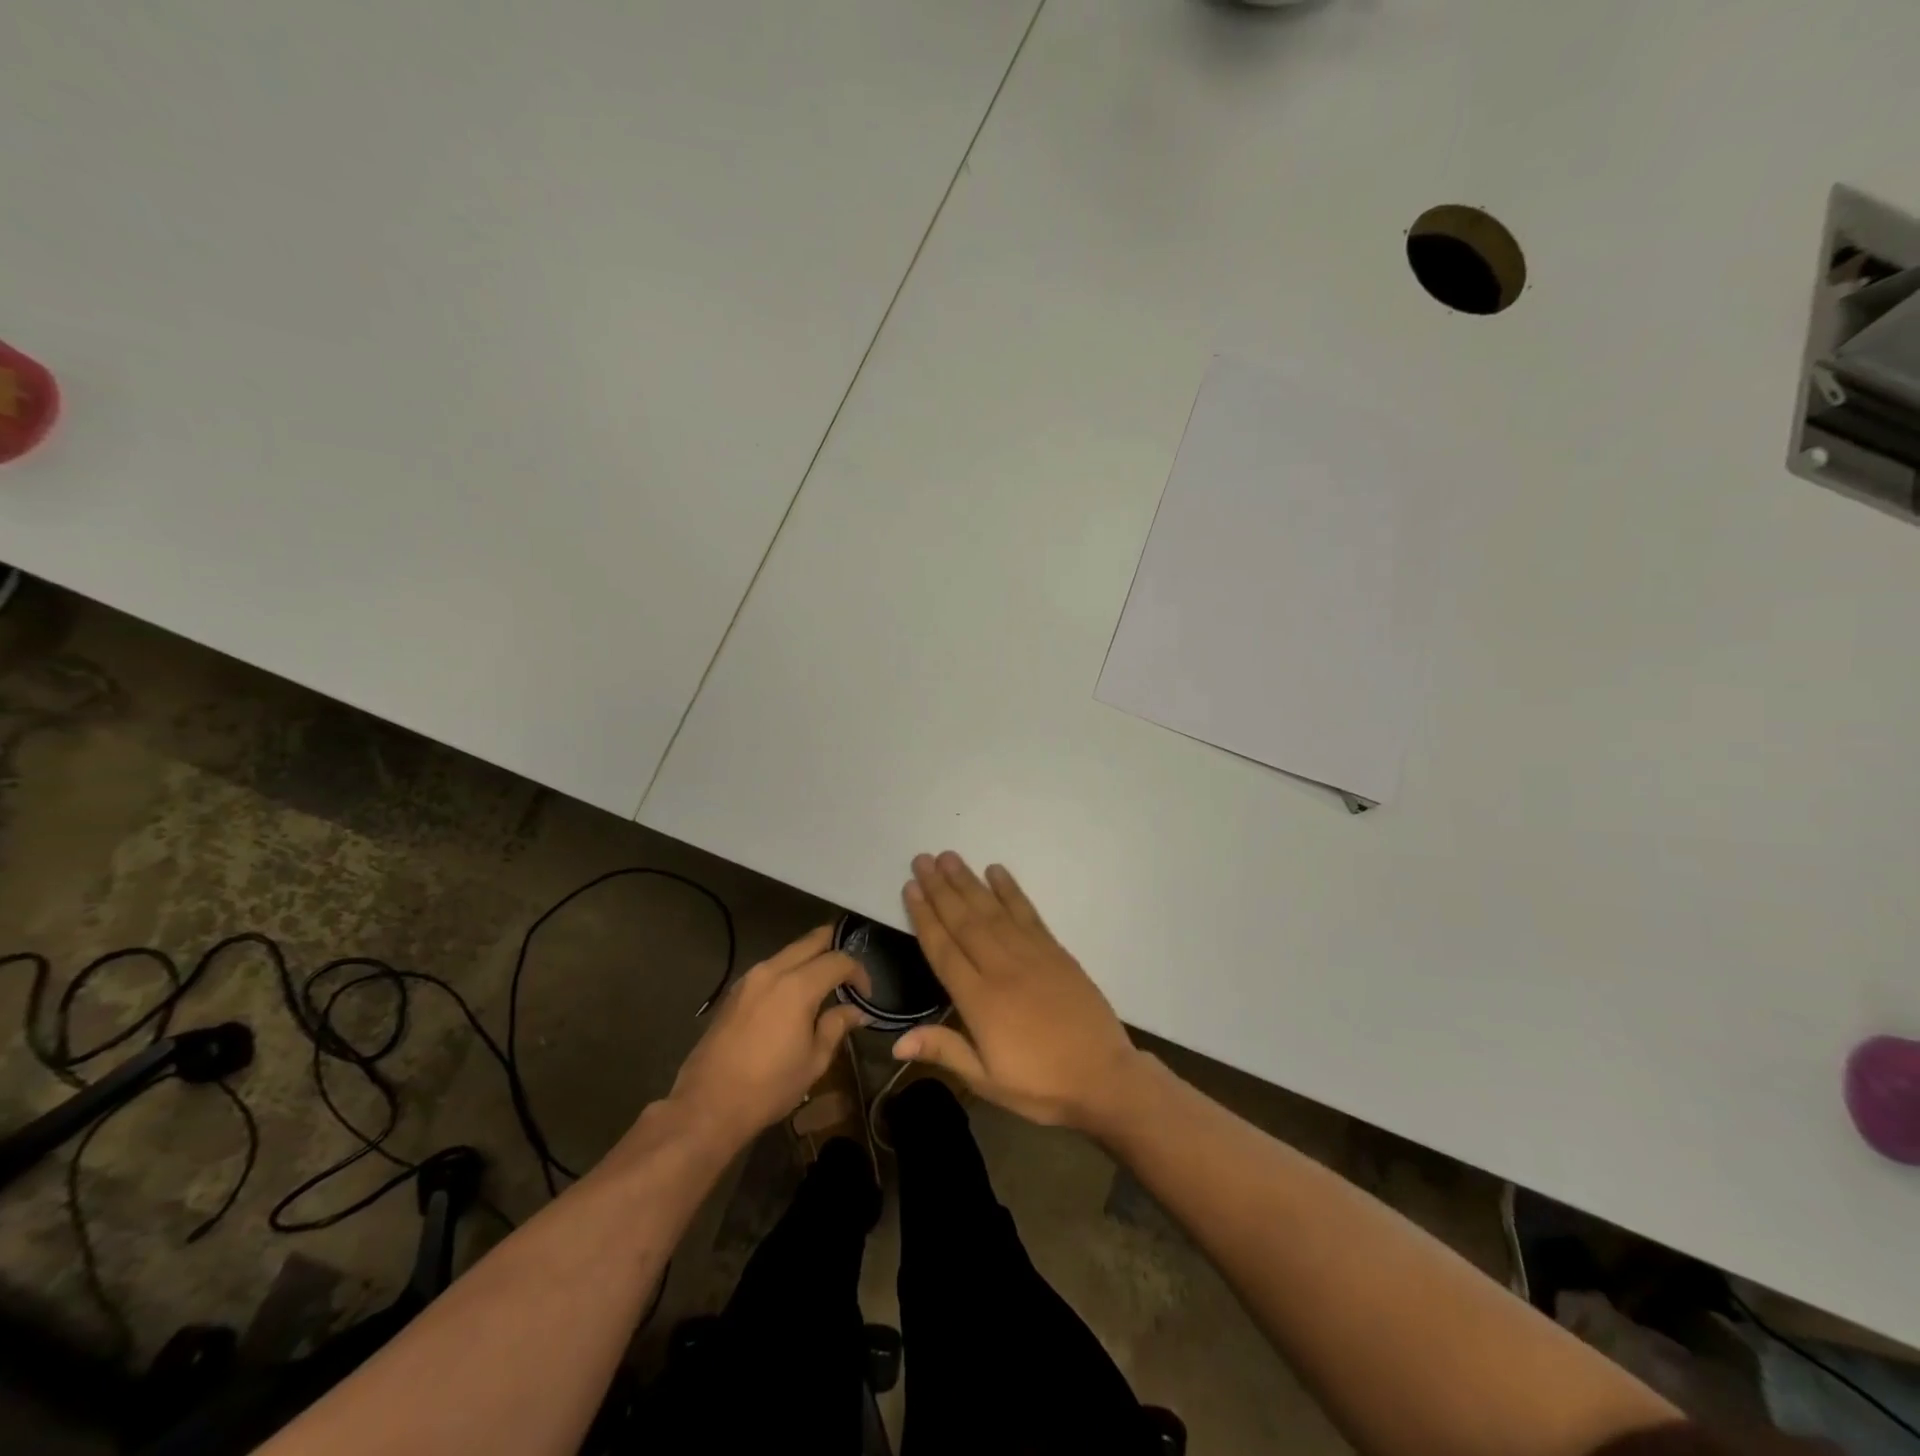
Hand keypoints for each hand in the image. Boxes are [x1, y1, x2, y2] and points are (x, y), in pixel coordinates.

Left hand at [667, 926, 869, 1149]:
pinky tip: (795, 996)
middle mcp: (773, 970)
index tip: (866, 994)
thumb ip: (837, 1026)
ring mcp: (750, 978)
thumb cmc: (769, 1086)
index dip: (859, 972)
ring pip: (790, 951)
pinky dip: (790, 971)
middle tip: (850, 973)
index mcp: (797, 986)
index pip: (838, 960)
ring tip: (825, 985)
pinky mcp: (735, 991)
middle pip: (813, 940)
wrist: (708, 1105)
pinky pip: (771, 967)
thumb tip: (855, 1010)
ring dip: (811, 959)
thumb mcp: (814, 1060)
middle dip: (836, 949)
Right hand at [894, 852, 1144, 1131]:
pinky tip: (996, 872)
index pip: (944, 949)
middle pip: (965, 921)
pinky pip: (1027, 913)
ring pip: (992, 910)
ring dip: (969, 882)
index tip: (910, 888)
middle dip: (941, 889)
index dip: (925, 917)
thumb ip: (945, 1051)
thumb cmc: (1041, 1085)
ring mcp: (1031, 955)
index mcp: (980, 1000)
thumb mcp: (987, 1080)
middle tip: (922, 860)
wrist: (1104, 1078)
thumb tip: (895, 1042)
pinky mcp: (1055, 951)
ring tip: (950, 857)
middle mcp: (1002, 968)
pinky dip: (1011, 891)